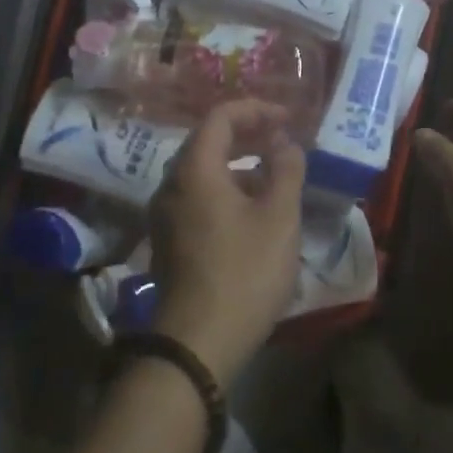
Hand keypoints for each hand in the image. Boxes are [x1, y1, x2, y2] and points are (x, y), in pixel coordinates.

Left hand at [148, 99, 305, 381]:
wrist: (198, 342)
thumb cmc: (244, 272)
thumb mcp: (278, 217)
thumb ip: (285, 169)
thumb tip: (284, 142)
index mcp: (194, 170)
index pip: (220, 117)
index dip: (256, 110)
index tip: (288, 120)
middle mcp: (171, 184)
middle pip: (207, 142)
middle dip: (247, 135)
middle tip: (282, 141)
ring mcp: (164, 214)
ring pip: (202, 172)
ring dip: (238, 165)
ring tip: (274, 177)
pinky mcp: (168, 239)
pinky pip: (197, 197)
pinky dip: (225, 190)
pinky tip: (252, 212)